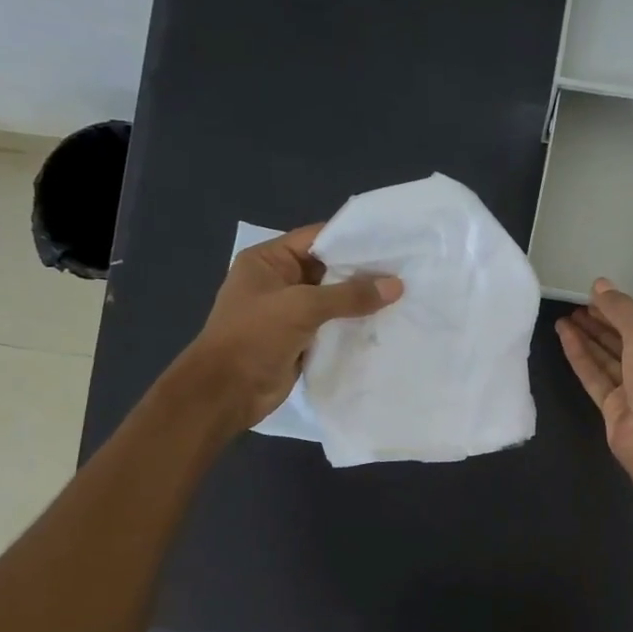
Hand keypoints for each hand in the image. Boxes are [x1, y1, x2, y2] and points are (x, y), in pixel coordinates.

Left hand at [191, 223, 401, 427]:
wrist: (226, 392)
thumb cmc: (254, 337)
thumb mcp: (302, 307)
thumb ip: (349, 295)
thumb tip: (396, 285)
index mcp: (268, 260)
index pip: (317, 238)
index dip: (353, 239)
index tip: (392, 242)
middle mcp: (279, 281)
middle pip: (329, 268)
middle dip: (364, 271)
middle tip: (406, 270)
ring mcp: (290, 312)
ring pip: (334, 299)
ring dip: (362, 300)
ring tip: (404, 295)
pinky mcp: (301, 339)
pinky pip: (334, 325)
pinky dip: (355, 324)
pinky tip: (386, 322)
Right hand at [556, 279, 632, 472]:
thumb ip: (621, 308)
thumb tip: (600, 284)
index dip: (621, 310)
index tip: (595, 295)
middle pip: (625, 342)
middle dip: (602, 323)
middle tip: (575, 304)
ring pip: (607, 360)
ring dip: (587, 338)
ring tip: (564, 317)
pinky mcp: (613, 409)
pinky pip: (594, 377)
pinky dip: (580, 356)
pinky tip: (564, 336)